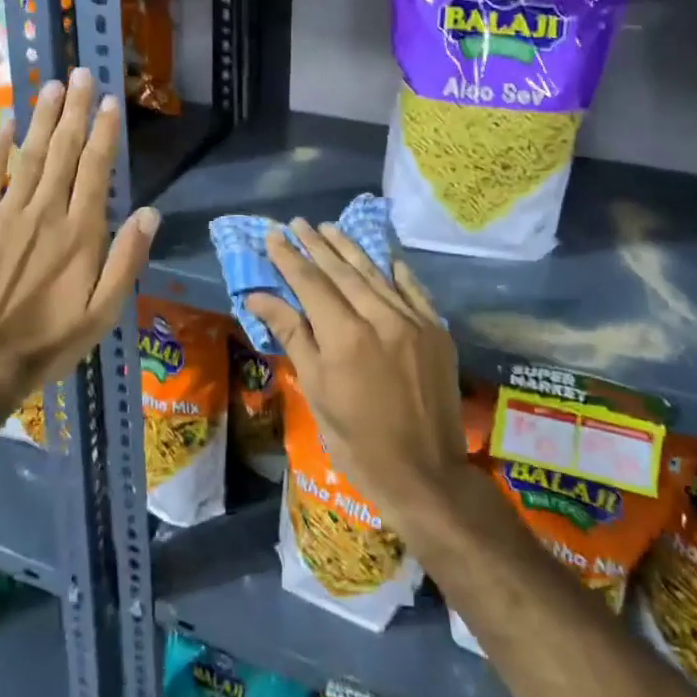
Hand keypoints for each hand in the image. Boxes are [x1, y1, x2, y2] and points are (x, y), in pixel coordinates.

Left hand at [0, 69, 158, 399]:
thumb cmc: (48, 340)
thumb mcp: (103, 312)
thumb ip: (127, 260)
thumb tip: (150, 212)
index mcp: (81, 233)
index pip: (96, 170)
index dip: (105, 133)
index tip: (111, 102)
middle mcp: (46, 212)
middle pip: (64, 152)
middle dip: (77, 111)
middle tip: (82, 73)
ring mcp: (6, 214)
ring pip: (30, 155)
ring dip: (43, 118)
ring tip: (53, 85)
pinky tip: (6, 122)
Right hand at [244, 220, 467, 519]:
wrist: (426, 474)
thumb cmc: (358, 442)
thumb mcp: (316, 391)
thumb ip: (293, 335)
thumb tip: (259, 296)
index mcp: (345, 336)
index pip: (311, 283)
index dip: (290, 258)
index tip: (274, 235)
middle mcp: (381, 318)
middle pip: (343, 271)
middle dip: (318, 245)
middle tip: (299, 223)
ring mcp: (414, 321)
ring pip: (376, 274)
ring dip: (351, 250)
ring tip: (330, 228)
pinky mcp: (437, 331)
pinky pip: (413, 290)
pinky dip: (396, 272)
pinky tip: (385, 258)